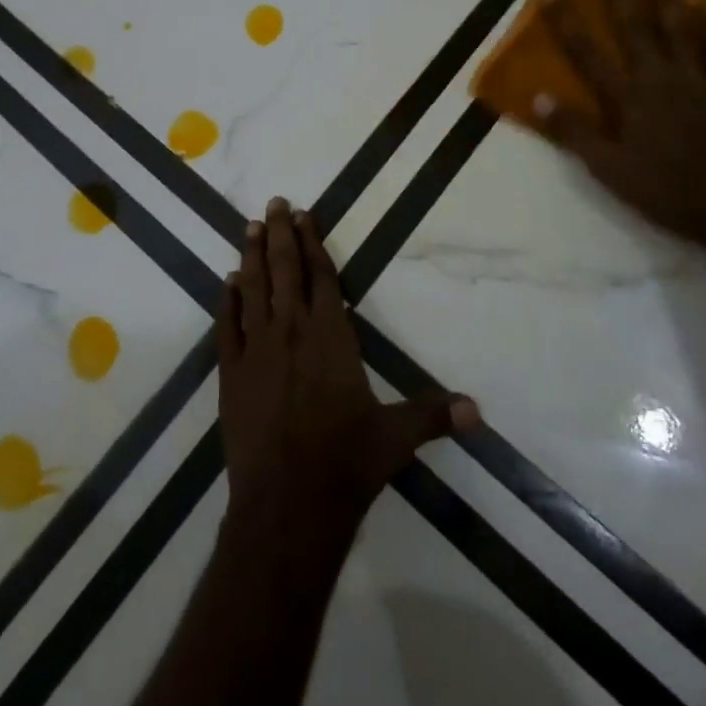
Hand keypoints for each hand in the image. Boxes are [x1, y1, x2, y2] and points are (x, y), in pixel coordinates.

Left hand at [217, 199, 478, 528]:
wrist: (288, 503)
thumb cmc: (346, 462)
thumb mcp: (396, 436)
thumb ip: (433, 415)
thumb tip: (477, 410)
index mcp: (330, 335)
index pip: (321, 276)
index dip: (312, 243)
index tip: (304, 215)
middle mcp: (291, 330)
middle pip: (284, 269)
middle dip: (280, 233)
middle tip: (275, 203)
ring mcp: (257, 349)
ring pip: (254, 288)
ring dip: (252, 255)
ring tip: (251, 226)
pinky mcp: (231, 372)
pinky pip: (228, 325)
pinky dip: (228, 299)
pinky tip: (228, 281)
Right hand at [537, 0, 705, 258]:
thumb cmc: (665, 191)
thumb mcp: (609, 169)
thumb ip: (574, 132)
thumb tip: (538, 98)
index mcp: (629, 98)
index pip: (588, 53)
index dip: (567, 21)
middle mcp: (662, 79)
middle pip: (638, 28)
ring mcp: (701, 82)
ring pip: (683, 30)